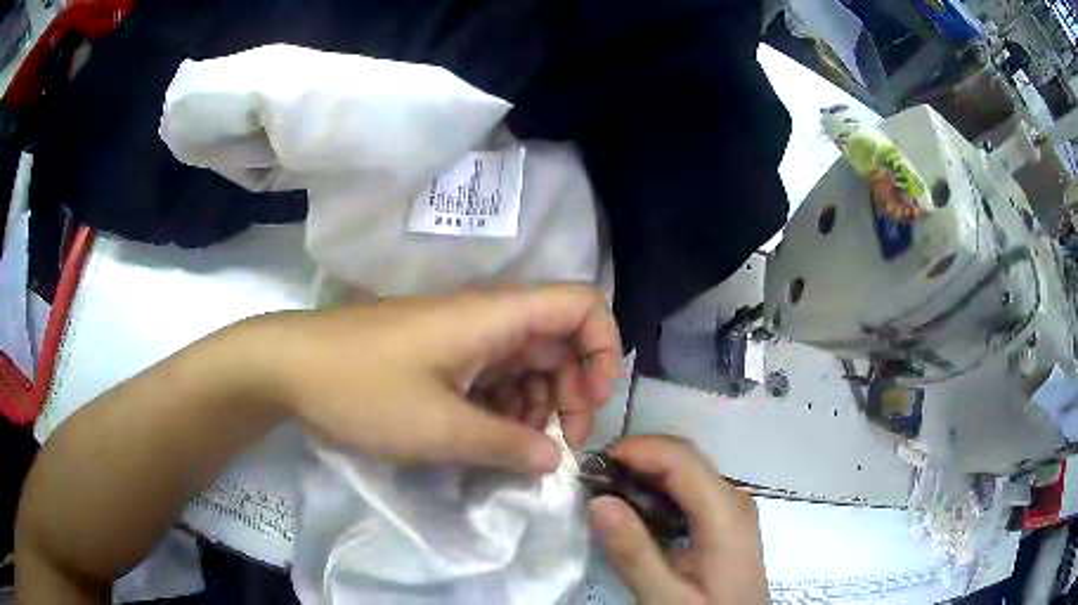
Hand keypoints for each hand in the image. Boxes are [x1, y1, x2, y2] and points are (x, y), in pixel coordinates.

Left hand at [243, 285, 621, 473]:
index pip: (581, 305)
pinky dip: (503, 408)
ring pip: (527, 364)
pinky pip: (492, 377)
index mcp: (495, 317)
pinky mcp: (439, 356)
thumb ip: (506, 445)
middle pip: (560, 341)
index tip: (592, 402)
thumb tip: (554, 460)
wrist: (288, 368)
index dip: (603, 348)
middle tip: (560, 444)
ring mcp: (461, 338)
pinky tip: (488, 439)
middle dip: (573, 392)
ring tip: (519, 449)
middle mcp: (486, 319)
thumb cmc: (362, 390)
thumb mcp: (440, 429)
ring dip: (536, 406)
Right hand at [589, 436, 769, 604]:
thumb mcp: (665, 597)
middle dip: (637, 460)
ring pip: (686, 471)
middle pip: (684, 458)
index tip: (592, 466)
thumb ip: (633, 553)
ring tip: (606, 494)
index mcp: (725, 512)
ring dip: (644, 474)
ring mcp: (731, 507)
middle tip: (593, 482)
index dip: (637, 450)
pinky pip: (689, 489)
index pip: (681, 458)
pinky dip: (657, 490)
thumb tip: (598, 501)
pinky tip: (635, 512)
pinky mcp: (725, 519)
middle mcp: (733, 498)